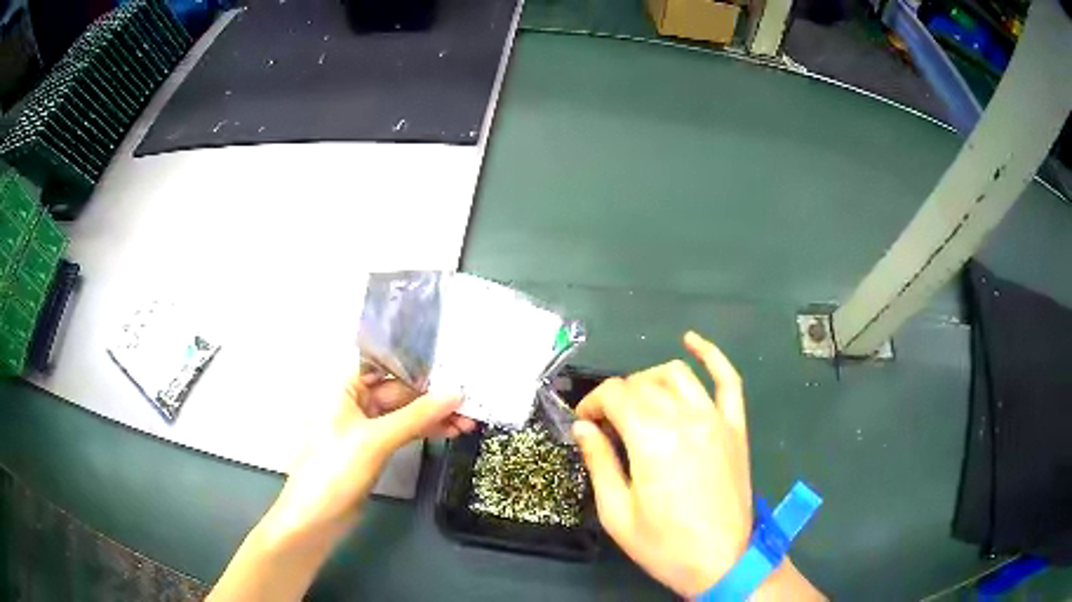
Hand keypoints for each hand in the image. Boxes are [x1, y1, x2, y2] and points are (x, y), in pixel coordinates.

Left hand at [264, 365, 475, 541]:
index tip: (454, 371)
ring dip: (432, 417)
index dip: (419, 368)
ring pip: (403, 413)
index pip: (386, 366)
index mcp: (344, 386)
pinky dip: (423, 432)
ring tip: (467, 424)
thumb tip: (456, 394)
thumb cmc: (336, 469)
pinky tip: (447, 432)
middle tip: (469, 407)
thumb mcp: (376, 440)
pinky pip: (401, 431)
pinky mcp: (372, 448)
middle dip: (432, 398)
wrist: (317, 518)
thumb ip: (416, 416)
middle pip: (398, 390)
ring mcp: (363, 426)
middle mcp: (353, 400)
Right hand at [572, 332, 751, 597]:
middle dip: (616, 398)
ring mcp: (716, 419)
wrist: (722, 561)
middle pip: (642, 384)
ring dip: (649, 380)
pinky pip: (728, 379)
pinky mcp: (736, 427)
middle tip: (605, 425)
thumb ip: (599, 462)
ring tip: (637, 402)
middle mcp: (686, 418)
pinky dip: (711, 354)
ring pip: (677, 374)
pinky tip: (692, 341)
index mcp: (653, 439)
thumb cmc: (664, 545)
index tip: (583, 424)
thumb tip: (582, 428)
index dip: (592, 404)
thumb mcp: (617, 512)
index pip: (615, 396)